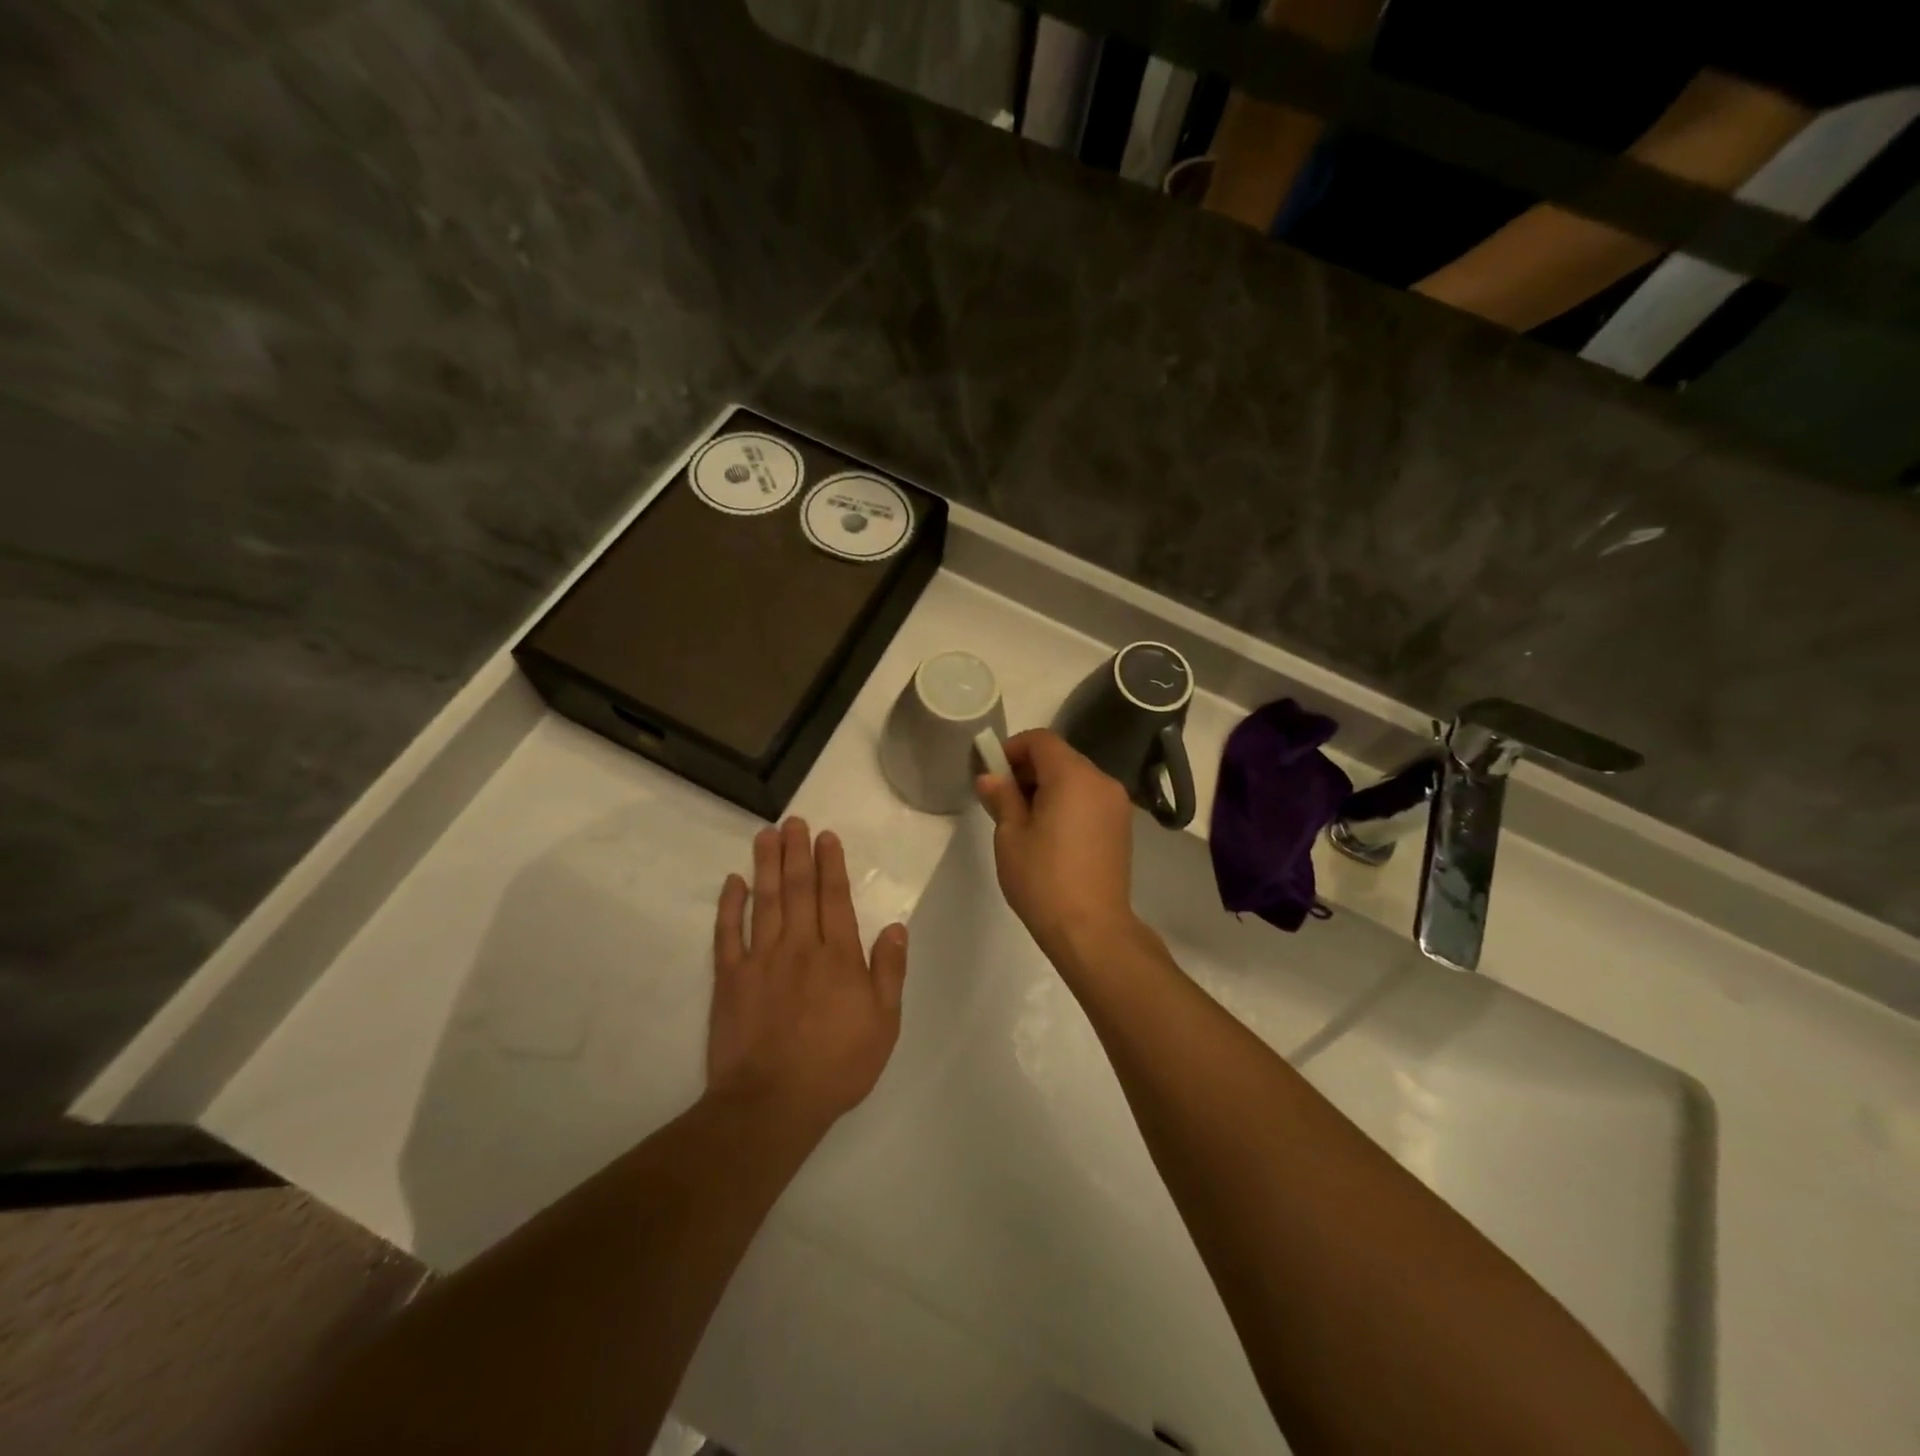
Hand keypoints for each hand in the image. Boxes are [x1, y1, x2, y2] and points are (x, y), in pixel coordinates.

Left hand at [708, 818, 908, 1130]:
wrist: (771, 1104)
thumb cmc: (836, 1066)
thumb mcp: (883, 1025)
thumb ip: (889, 972)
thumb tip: (896, 927)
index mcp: (838, 958)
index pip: (835, 899)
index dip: (831, 865)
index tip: (826, 837)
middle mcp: (799, 948)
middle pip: (799, 890)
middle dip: (797, 852)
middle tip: (794, 821)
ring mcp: (760, 960)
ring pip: (765, 901)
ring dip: (767, 865)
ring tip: (766, 835)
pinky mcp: (729, 979)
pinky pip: (728, 933)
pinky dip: (730, 905)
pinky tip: (733, 882)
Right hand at [974, 730, 1140, 960]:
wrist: (1092, 929)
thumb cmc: (1044, 879)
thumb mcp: (1010, 836)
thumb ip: (1001, 798)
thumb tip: (990, 777)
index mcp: (1073, 776)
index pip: (1041, 740)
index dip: (1012, 748)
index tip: (991, 772)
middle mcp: (1101, 781)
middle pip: (1060, 757)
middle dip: (1028, 768)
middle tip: (1001, 797)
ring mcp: (1116, 804)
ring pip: (1076, 778)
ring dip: (1047, 786)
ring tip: (1023, 819)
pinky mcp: (1121, 827)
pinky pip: (1089, 798)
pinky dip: (1067, 802)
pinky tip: (1049, 832)